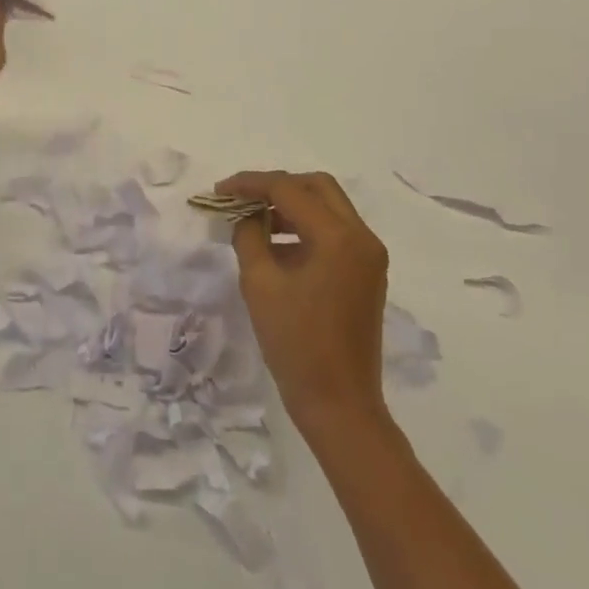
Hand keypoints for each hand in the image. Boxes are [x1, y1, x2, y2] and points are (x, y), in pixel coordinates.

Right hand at [221, 170, 391, 440]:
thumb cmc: (295, 344)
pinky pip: (335, 231)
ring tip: (253, 220)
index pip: (289, 189)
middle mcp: (361, 237)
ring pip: (328, 207)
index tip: (219, 189)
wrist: (339, 404)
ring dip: (291, 205)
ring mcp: (369, 255)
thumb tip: (246, 214)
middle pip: (317, 187)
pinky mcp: (367, 273)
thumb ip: (249, 235)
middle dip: (276, 186)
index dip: (251, 184)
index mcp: (338, 237)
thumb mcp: (260, 283)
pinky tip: (276, 244)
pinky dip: (305, 227)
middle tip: (241, 199)